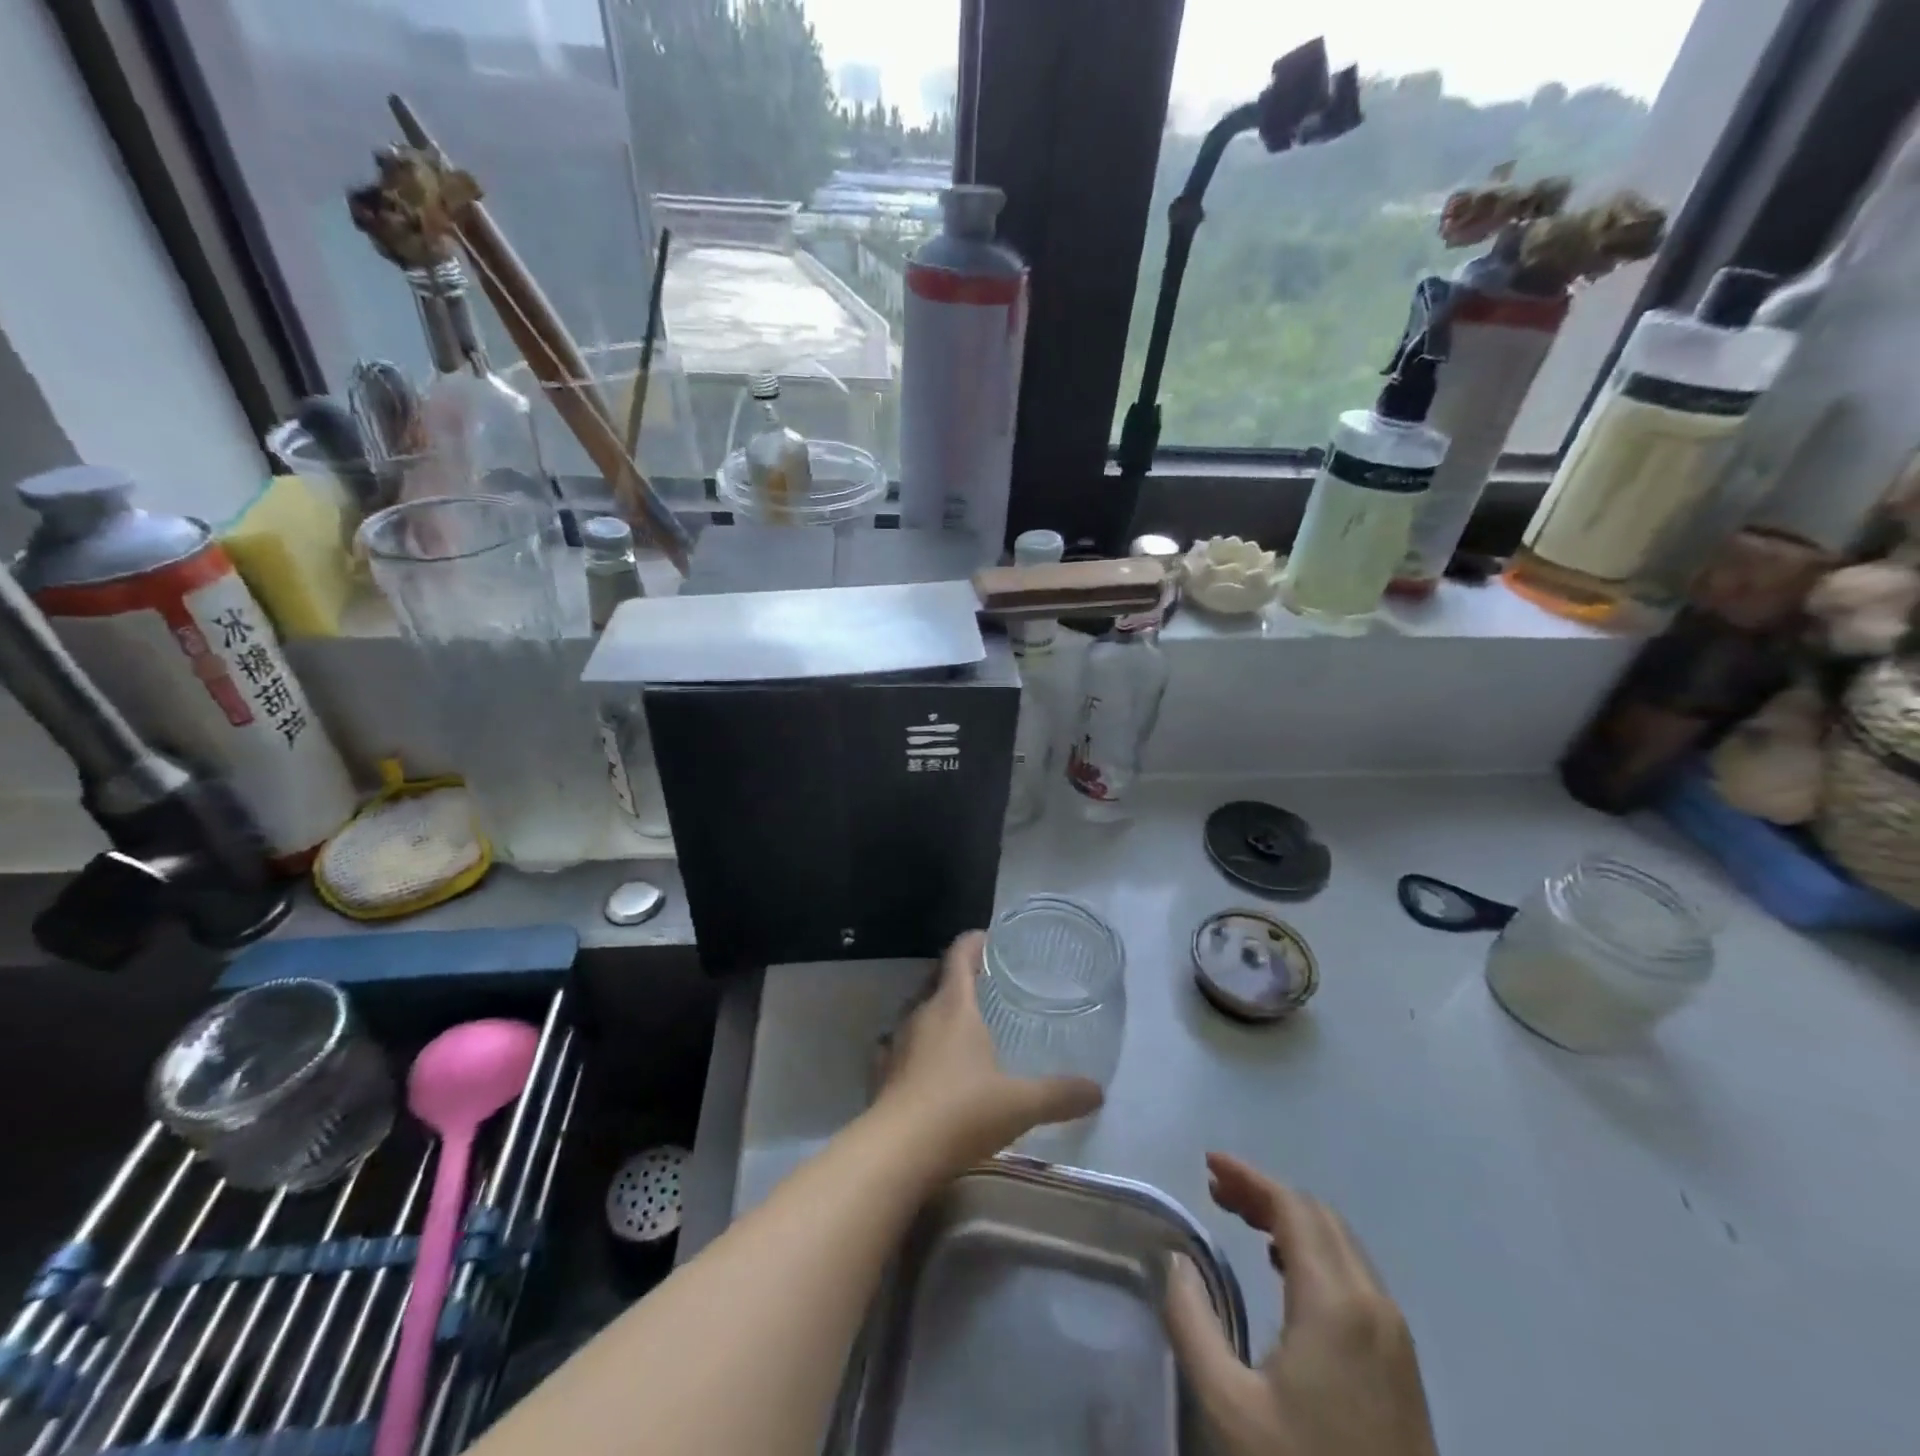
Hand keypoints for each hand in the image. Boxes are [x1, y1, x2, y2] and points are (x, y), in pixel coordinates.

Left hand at [876, 931, 1103, 1169]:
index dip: (973, 942)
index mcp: (954, 1007)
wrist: (897, 1153)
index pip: (959, 956)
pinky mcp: (882, 1072)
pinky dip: (914, 1044)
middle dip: (957, 975)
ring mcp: (897, 1042)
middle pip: (936, 979)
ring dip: (935, 1009)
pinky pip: (898, 1045)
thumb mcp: (1020, 1104)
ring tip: (959, 1022)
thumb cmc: (961, 1112)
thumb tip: (1098, 1091)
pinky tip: (924, 1062)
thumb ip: (1059, 1094)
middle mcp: (922, 1014)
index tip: (989, 939)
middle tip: (983, 982)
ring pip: (916, 1011)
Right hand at [1163, 1154, 1438, 1455]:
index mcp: (1336, 1302)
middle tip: (1216, 1190)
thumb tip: (1178, 1261)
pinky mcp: (1402, 1366)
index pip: (1292, 1207)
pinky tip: (1286, 1271)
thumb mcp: (1228, 1407)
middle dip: (1266, 1193)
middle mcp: (1374, 1304)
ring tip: (1242, 1219)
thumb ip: (1193, 1322)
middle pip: (1319, 1217)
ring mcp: (1395, 1337)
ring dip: (1291, 1221)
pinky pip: (1355, 1276)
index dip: (1249, 1177)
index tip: (1208, 1164)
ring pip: (1341, 1245)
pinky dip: (1315, 1252)